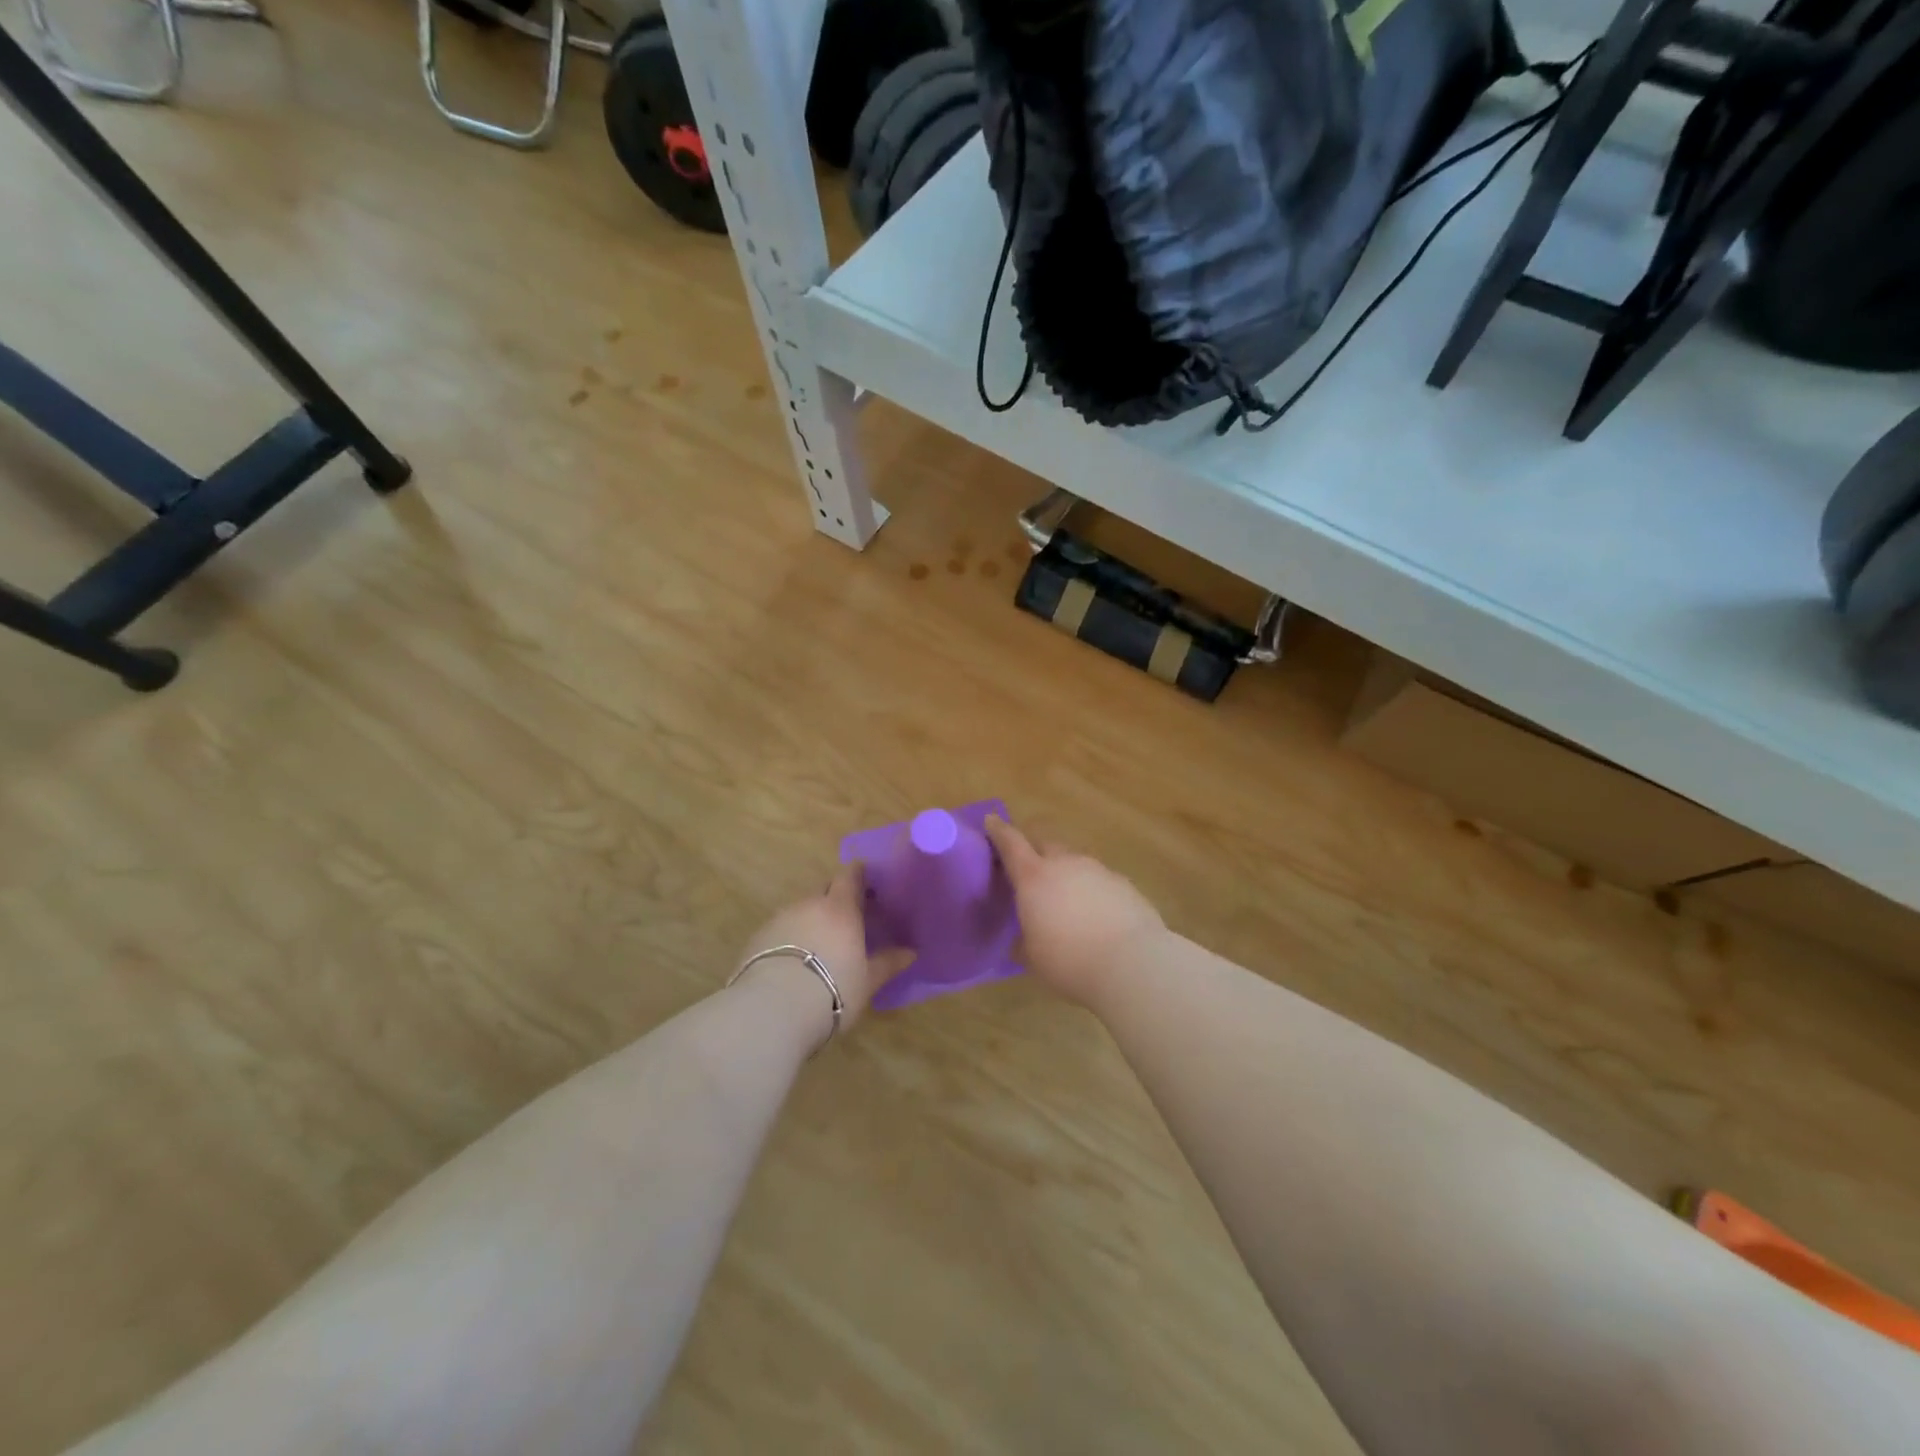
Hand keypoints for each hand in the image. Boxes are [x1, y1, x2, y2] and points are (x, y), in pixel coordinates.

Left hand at [736, 862, 913, 1040]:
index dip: (859, 875)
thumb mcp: (867, 981)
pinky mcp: (756, 938)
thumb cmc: (831, 991)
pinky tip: (793, 962)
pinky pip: (780, 929)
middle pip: (824, 890)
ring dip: (811, 920)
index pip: (850, 875)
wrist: (770, 1011)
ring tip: (820, 946)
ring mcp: (779, 919)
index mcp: (840, 908)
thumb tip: (911, 952)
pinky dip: (790, 938)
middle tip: (849, 919)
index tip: (868, 884)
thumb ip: (887, 963)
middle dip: (836, 898)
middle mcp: (809, 904)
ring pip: (801, 910)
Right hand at [985, 817, 1166, 1005]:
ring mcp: (1098, 870)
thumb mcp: (1033, 957)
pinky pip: (1099, 879)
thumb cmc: (1069, 961)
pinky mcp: (1124, 884)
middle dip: (1034, 851)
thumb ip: (1023, 940)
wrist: (1132, 963)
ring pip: (1075, 862)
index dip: (999, 831)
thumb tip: (1022, 939)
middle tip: (1029, 869)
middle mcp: (1065, 864)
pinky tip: (1096, 914)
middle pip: (1045, 845)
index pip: (1011, 843)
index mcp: (1034, 877)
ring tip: (1066, 899)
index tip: (992, 820)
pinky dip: (1091, 890)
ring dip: (1066, 873)